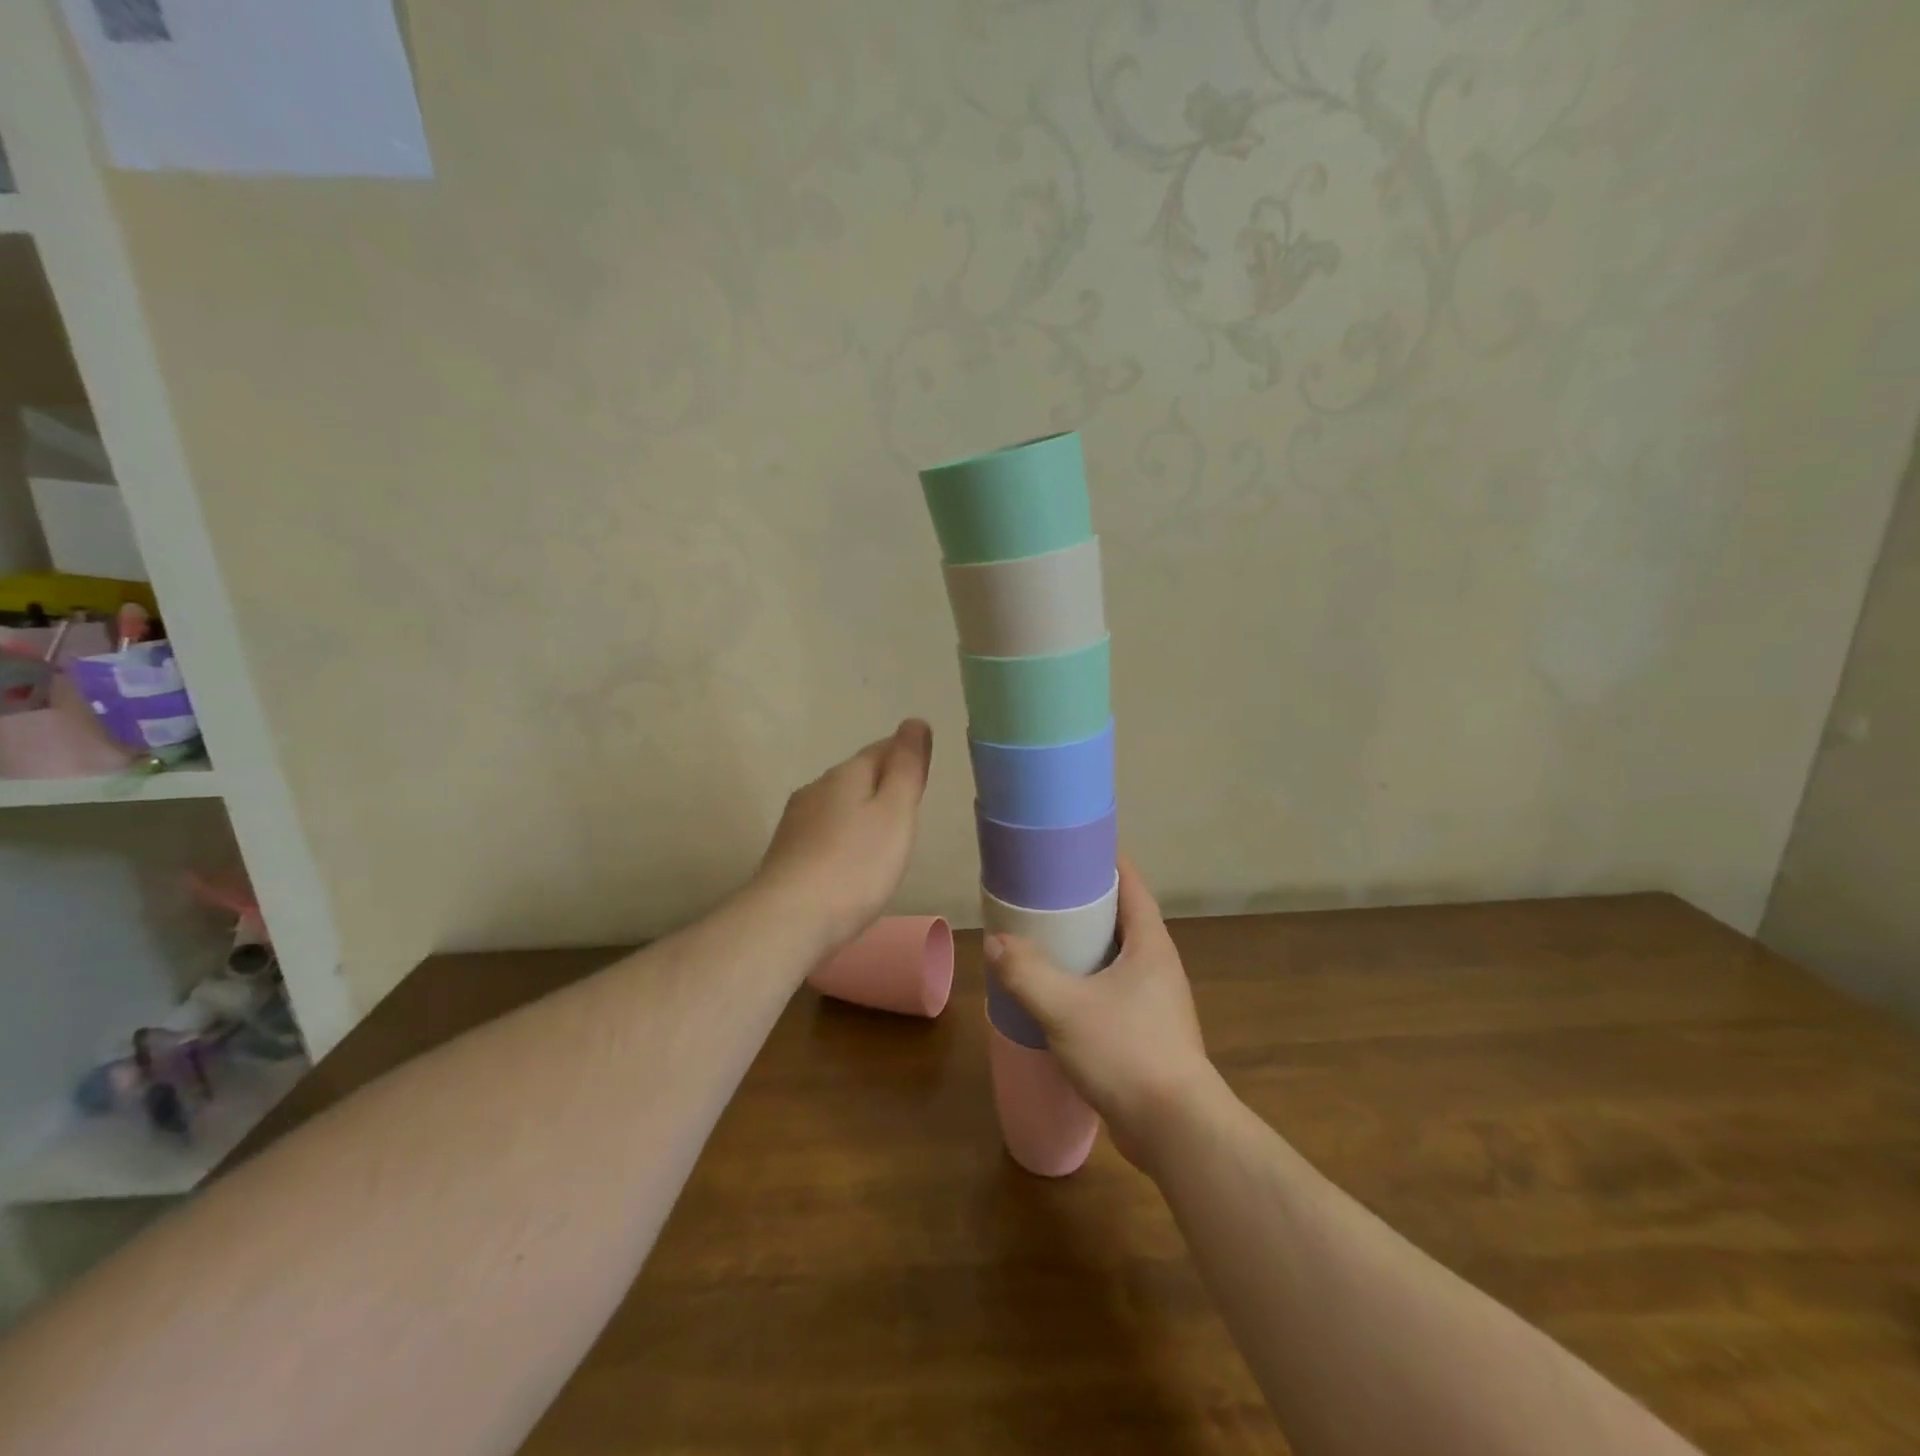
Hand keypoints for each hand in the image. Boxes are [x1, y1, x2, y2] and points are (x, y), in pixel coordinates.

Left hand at [753, 719, 932, 952]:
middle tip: (909, 804)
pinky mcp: (787, 854)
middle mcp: (816, 789)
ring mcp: (797, 822)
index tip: (923, 768)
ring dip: (861, 813)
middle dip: (882, 784)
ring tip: (884, 835)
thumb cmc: (855, 865)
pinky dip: (844, 838)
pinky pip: (825, 834)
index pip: (881, 749)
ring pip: (838, 805)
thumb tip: (915, 722)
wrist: (789, 920)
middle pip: (857, 776)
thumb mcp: (895, 813)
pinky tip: (851, 861)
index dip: (905, 754)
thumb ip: (907, 768)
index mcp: (846, 775)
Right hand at [986, 857, 1217, 1167]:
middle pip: (1123, 919)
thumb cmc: (1126, 1052)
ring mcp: (1157, 1002)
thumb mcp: (1065, 1008)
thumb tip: (996, 943)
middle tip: (1044, 895)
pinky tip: (1059, 996)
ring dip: (1086, 947)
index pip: (1132, 885)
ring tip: (1044, 941)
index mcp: (1150, 944)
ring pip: (1118, 958)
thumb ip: (1026, 973)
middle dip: (1087, 904)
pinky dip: (1088, 982)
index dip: (1105, 861)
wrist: (1176, 1130)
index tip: (1071, 849)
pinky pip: (1115, 992)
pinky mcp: (1149, 1033)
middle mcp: (1159, 966)